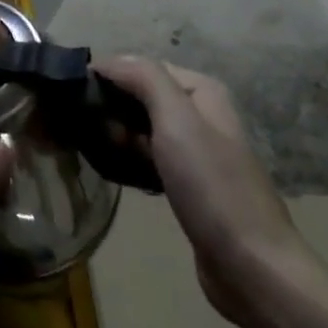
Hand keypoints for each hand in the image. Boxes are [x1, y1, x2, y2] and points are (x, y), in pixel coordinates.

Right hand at [96, 56, 322, 327]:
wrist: (251, 266)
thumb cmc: (212, 186)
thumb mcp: (177, 120)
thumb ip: (144, 78)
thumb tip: (106, 61)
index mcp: (202, 91)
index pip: (140, 66)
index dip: (107, 76)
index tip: (75, 96)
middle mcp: (200, 114)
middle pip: (139, 95)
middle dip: (110, 107)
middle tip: (86, 128)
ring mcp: (195, 150)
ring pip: (140, 127)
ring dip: (115, 135)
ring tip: (94, 150)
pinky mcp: (188, 182)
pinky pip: (147, 156)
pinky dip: (128, 159)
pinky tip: (113, 170)